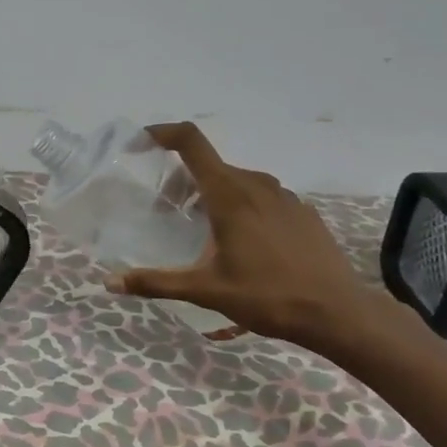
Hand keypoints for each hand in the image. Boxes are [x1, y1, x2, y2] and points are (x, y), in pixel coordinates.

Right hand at [105, 123, 383, 356]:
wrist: (336, 312)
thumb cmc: (266, 296)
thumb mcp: (205, 291)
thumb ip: (156, 283)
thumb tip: (111, 283)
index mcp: (229, 195)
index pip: (192, 143)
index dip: (164, 134)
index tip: (142, 143)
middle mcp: (257, 185)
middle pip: (211, 166)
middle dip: (182, 181)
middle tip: (167, 212)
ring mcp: (285, 197)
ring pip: (237, 181)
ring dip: (213, 194)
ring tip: (203, 229)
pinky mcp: (303, 212)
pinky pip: (262, 197)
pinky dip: (242, 206)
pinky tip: (244, 242)